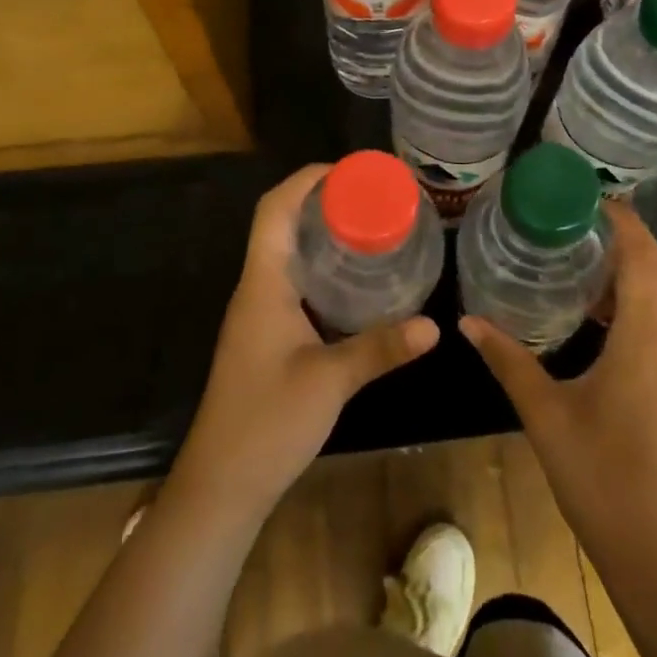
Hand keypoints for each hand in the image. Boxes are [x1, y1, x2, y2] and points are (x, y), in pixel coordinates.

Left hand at [169, 164, 439, 527]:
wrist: (222, 485)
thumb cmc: (266, 423)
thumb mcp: (330, 382)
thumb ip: (380, 349)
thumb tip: (434, 325)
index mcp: (262, 284)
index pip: (274, 210)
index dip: (306, 180)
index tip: (349, 171)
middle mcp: (257, 289)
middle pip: (281, 224)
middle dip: (322, 202)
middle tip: (372, 198)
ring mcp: (259, 314)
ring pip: (288, 255)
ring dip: (322, 235)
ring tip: (371, 228)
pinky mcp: (267, 337)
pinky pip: (295, 284)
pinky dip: (324, 270)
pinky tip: (357, 284)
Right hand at [461, 202, 656, 583]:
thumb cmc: (605, 485)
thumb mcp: (547, 419)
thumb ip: (509, 362)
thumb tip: (467, 323)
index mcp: (648, 341)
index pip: (645, 256)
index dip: (624, 222)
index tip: (596, 206)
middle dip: (644, 252)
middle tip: (597, 267)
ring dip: (655, 296)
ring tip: (608, 323)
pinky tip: (637, 379)